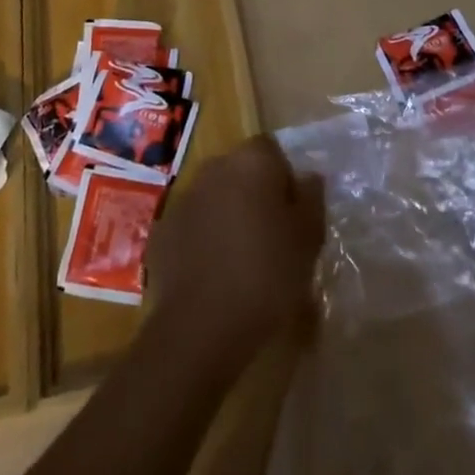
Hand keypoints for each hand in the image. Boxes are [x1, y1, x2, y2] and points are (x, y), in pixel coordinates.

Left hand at [146, 136, 324, 374]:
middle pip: (241, 170)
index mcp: (251, 162)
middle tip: (272, 235)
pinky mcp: (163, 230)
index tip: (294, 212)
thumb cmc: (266, 274)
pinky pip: (193, 224)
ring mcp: (184, 198)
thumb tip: (307, 178)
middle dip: (255, 193)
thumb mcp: (308, 239)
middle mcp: (214, 168)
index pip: (271, 149)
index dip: (284, 176)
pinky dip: (204, 238)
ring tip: (243, 257)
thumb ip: (311, 198)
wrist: (201, 325)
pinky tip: (215, 273)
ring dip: (228, 215)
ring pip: (215, 196)